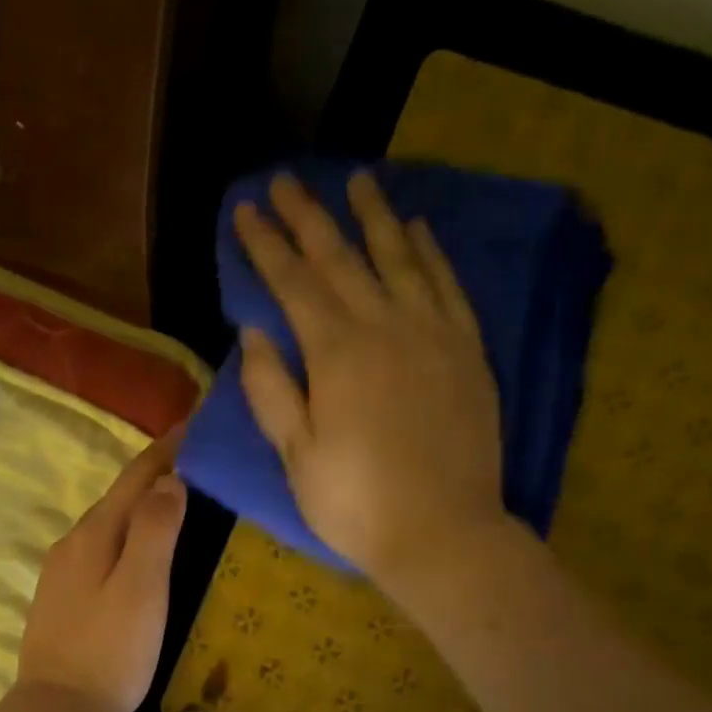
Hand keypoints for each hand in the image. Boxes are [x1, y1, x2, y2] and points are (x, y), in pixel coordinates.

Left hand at [14, 429, 187, 711]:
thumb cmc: (109, 652)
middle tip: (198, 460)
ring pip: (109, 526)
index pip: (135, 477)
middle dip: (156, 473)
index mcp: (93, 534)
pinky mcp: (62, 600)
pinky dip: (127, 538)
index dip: (167, 449)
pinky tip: (140, 552)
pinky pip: (101, 552)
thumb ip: (155, 530)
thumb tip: (169, 480)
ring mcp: (61, 573)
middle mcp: (72, 544)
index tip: (197, 422)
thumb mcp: (142, 588)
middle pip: (119, 497)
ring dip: (141, 507)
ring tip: (177, 500)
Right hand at [234, 170, 507, 594]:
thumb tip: (254, 333)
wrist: (442, 532)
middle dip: (309, 216)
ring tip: (358, 180)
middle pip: (342, 258)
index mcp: (336, 353)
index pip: (292, 283)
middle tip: (286, 180)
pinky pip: (447, 285)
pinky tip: (418, 230)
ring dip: (375, 216)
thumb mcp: (296, 455)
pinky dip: (430, 252)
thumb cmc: (355, 502)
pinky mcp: (467, 351)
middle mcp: (386, 326)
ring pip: (400, 258)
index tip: (245, 210)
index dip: (266, 245)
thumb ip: (272, 391)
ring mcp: (433, 334)